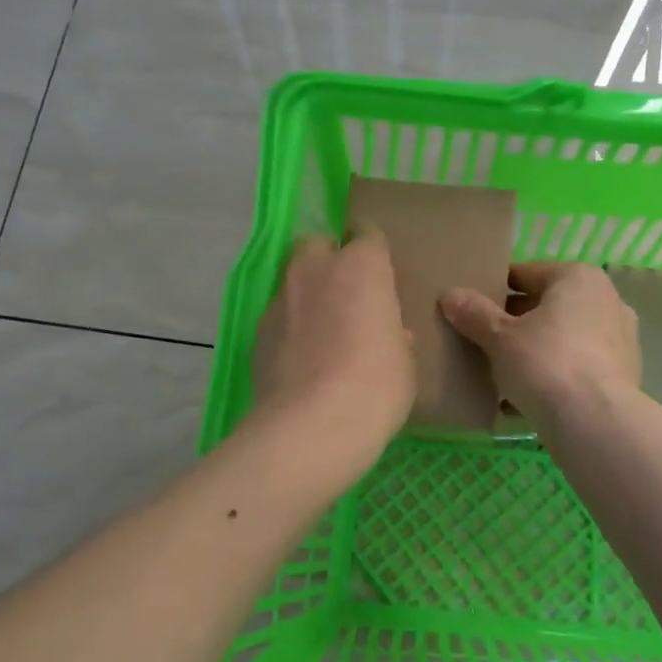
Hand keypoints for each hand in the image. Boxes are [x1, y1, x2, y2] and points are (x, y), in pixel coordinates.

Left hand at [249, 231, 416, 469]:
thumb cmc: (375, 387)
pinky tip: (300, 358)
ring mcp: (280, 299)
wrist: (311, 426)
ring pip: (293, 280)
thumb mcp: (404, 361)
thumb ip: (394, 335)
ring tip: (321, 332)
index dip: (374, 252)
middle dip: (330, 260)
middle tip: (347, 295)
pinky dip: (289, 327)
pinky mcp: (257, 330)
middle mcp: (316, 270)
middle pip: (318, 245)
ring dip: (307, 295)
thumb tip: (387, 334)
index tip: (380, 272)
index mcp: (361, 267)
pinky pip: (278, 316)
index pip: (368, 235)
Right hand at [440, 263, 639, 425]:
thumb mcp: (499, 337)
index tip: (471, 310)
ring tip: (501, 371)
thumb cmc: (545, 363)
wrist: (595, 423)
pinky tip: (526, 397)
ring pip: (563, 337)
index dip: (493, 291)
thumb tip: (450, 295)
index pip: (524, 274)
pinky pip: (576, 365)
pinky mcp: (623, 374)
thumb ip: (474, 313)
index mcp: (577, 277)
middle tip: (482, 341)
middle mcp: (606, 299)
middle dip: (515, 322)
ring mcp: (620, 338)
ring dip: (535, 349)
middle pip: (546, 305)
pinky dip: (554, 374)